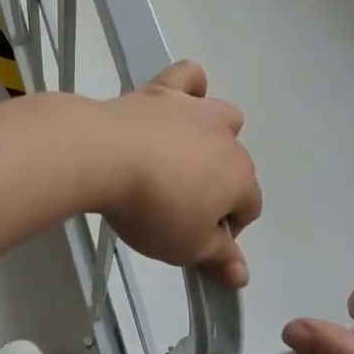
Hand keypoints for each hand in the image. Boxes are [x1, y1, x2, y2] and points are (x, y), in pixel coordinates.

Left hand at [97, 61, 261, 286]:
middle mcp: (227, 138)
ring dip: (212, 137)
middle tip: (178, 208)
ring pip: (223, 116)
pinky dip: (189, 87)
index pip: (249, 208)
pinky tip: (176, 103)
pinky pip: (188, 76)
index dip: (226, 230)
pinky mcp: (162, 90)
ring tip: (178, 159)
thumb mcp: (186, 247)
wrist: (104, 156)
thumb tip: (242, 276)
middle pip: (235, 165)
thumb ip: (218, 259)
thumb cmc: (152, 209)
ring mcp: (195, 109)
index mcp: (239, 178)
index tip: (194, 241)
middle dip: (218, 187)